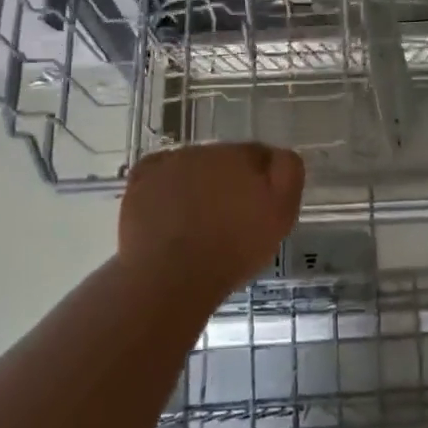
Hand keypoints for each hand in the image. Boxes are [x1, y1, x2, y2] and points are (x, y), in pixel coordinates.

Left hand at [118, 143, 305, 298]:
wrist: (171, 277)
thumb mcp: (280, 215)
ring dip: (196, 184)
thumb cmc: (232, 251)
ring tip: (195, 222)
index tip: (258, 208)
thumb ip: (287, 174)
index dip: (261, 180)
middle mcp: (204, 150)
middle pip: (223, 160)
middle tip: (228, 219)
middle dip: (227, 182)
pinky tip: (167, 212)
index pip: (258, 155)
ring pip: (190, 167)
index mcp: (240, 155)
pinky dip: (163, 187)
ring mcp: (169, 163)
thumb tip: (280, 154)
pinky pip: (157, 175)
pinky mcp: (140, 181)